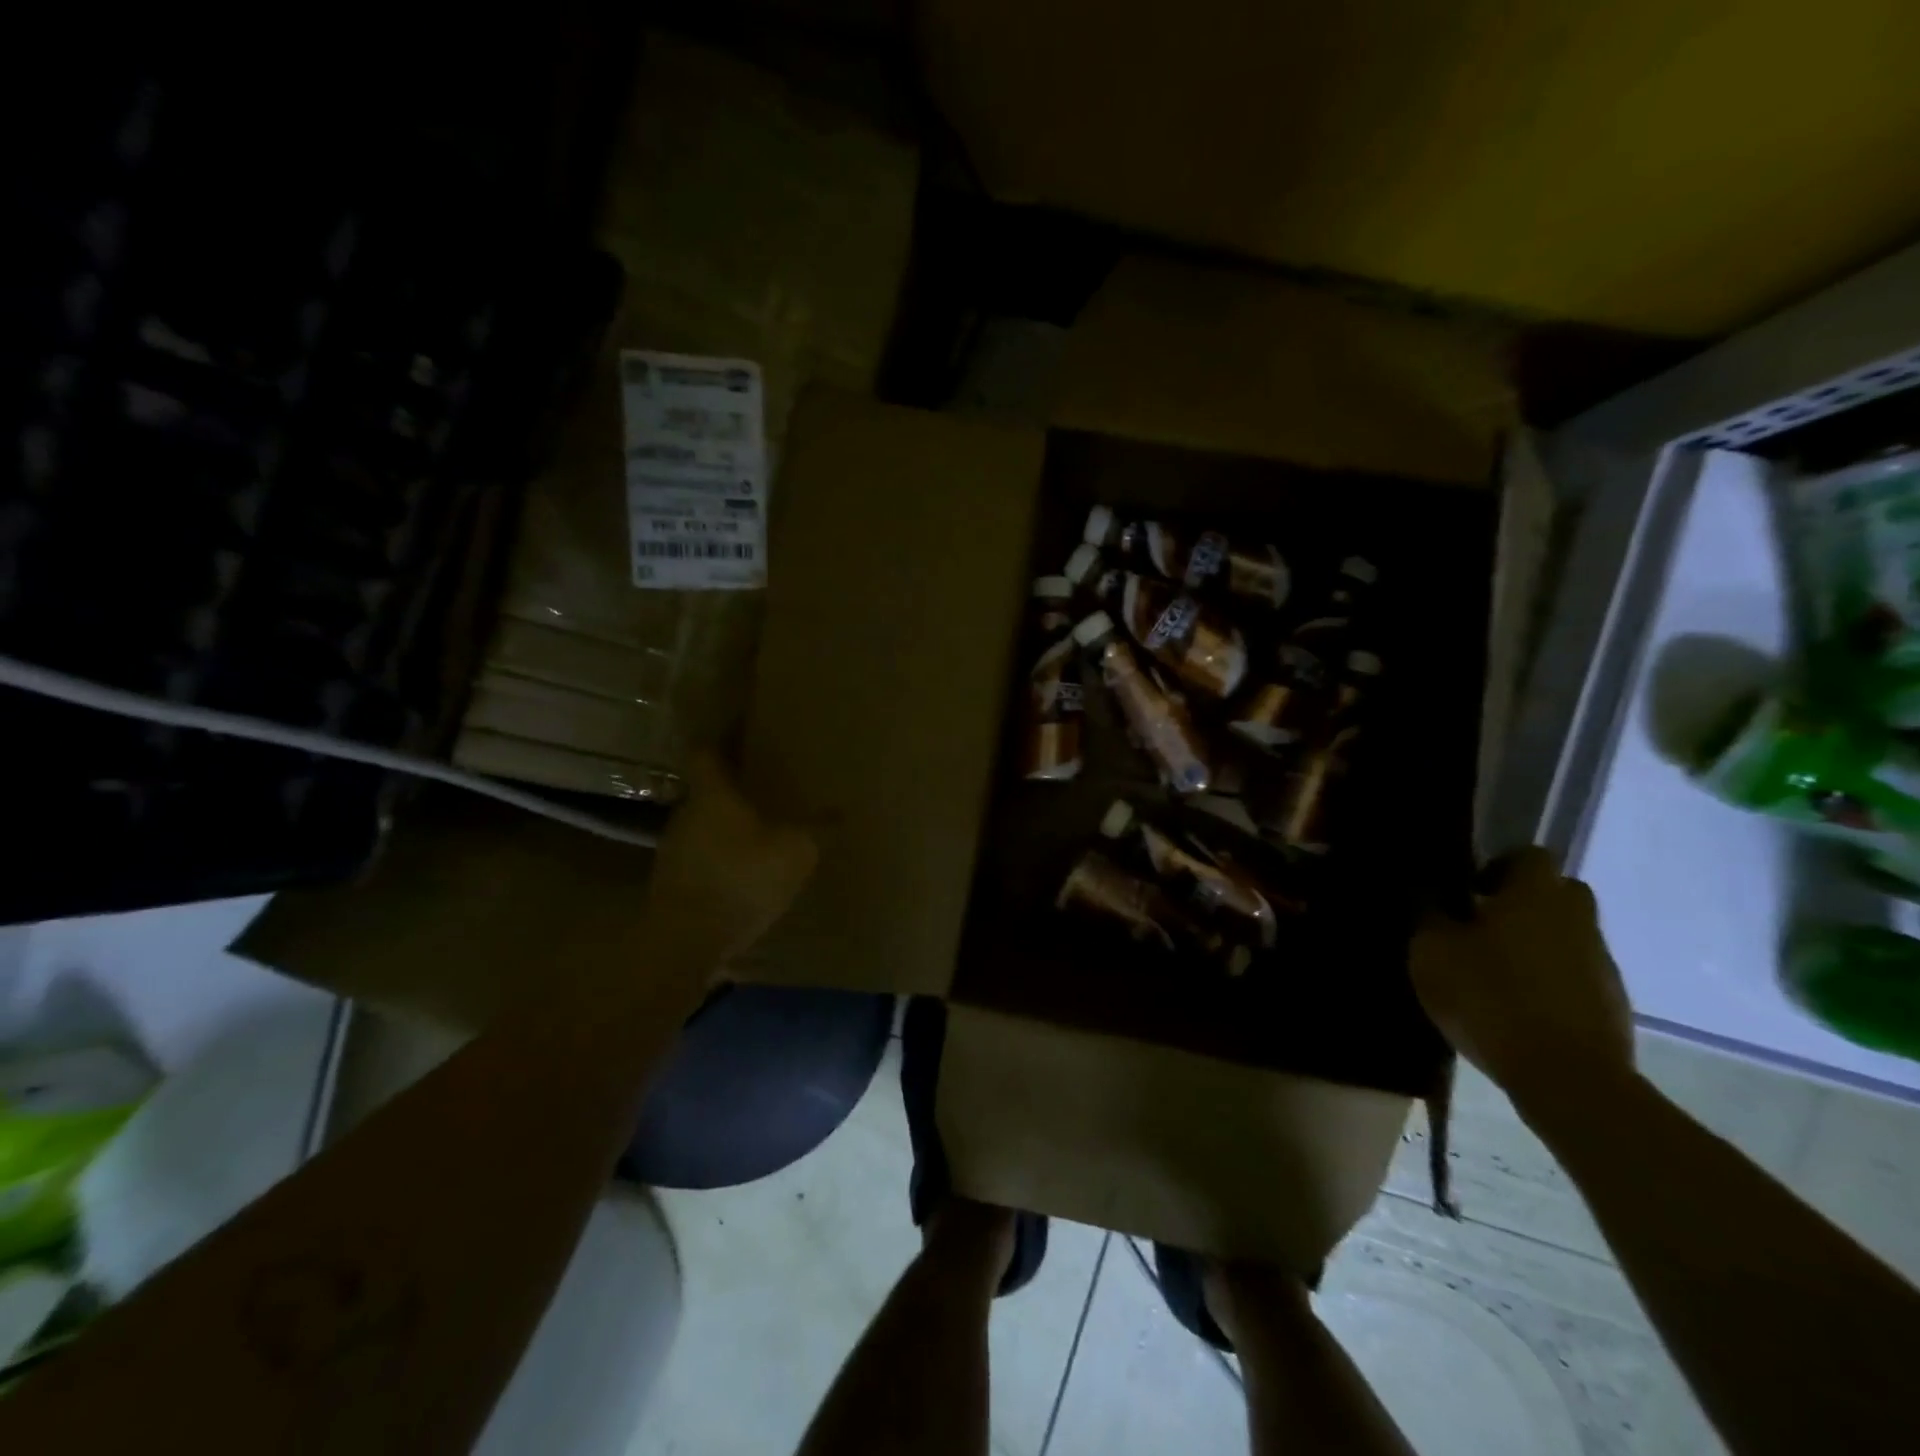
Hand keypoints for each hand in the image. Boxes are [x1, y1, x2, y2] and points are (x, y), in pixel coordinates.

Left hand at [642, 751, 818, 966]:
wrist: (685, 942)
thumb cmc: (740, 880)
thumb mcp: (796, 852)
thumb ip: (818, 829)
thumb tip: (840, 812)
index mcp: (713, 795)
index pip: (708, 751)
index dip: (723, 738)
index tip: (742, 730)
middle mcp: (687, 815)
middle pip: (707, 789)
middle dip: (733, 786)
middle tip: (764, 784)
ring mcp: (674, 850)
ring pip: (704, 824)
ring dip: (726, 825)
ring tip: (758, 829)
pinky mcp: (673, 883)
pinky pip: (702, 857)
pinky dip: (721, 856)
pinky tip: (744, 872)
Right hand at [1410, 847, 1633, 1108]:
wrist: (1566, 1078)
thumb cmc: (1490, 997)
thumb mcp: (1432, 951)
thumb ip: (1429, 914)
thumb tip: (1428, 890)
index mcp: (1536, 896)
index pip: (1530, 856)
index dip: (1499, 866)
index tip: (1468, 891)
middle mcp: (1577, 920)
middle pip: (1557, 894)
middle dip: (1522, 903)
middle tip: (1480, 925)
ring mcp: (1602, 965)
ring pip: (1566, 937)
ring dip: (1535, 945)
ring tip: (1492, 973)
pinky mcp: (1612, 1006)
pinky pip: (1575, 977)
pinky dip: (1549, 983)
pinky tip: (1516, 1008)